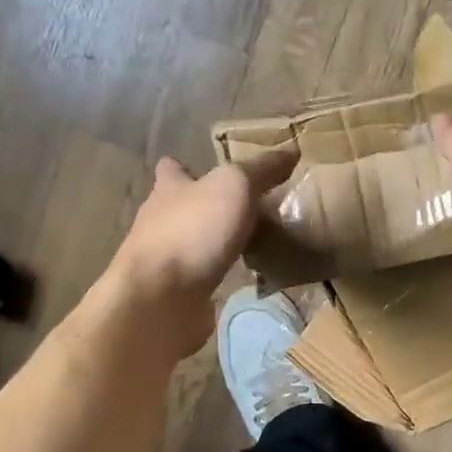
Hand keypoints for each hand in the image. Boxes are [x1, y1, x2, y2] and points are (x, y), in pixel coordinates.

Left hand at [103, 152, 295, 359]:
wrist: (160, 300)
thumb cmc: (192, 232)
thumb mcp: (234, 187)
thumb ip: (261, 170)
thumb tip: (291, 151)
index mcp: (169, 189)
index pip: (172, 168)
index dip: (187, 167)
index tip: (213, 170)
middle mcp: (160, 221)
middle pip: (184, 207)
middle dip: (210, 207)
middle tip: (251, 209)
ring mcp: (164, 260)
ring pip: (194, 243)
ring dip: (217, 243)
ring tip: (256, 243)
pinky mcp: (175, 293)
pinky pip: (203, 277)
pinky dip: (221, 276)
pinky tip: (245, 278)